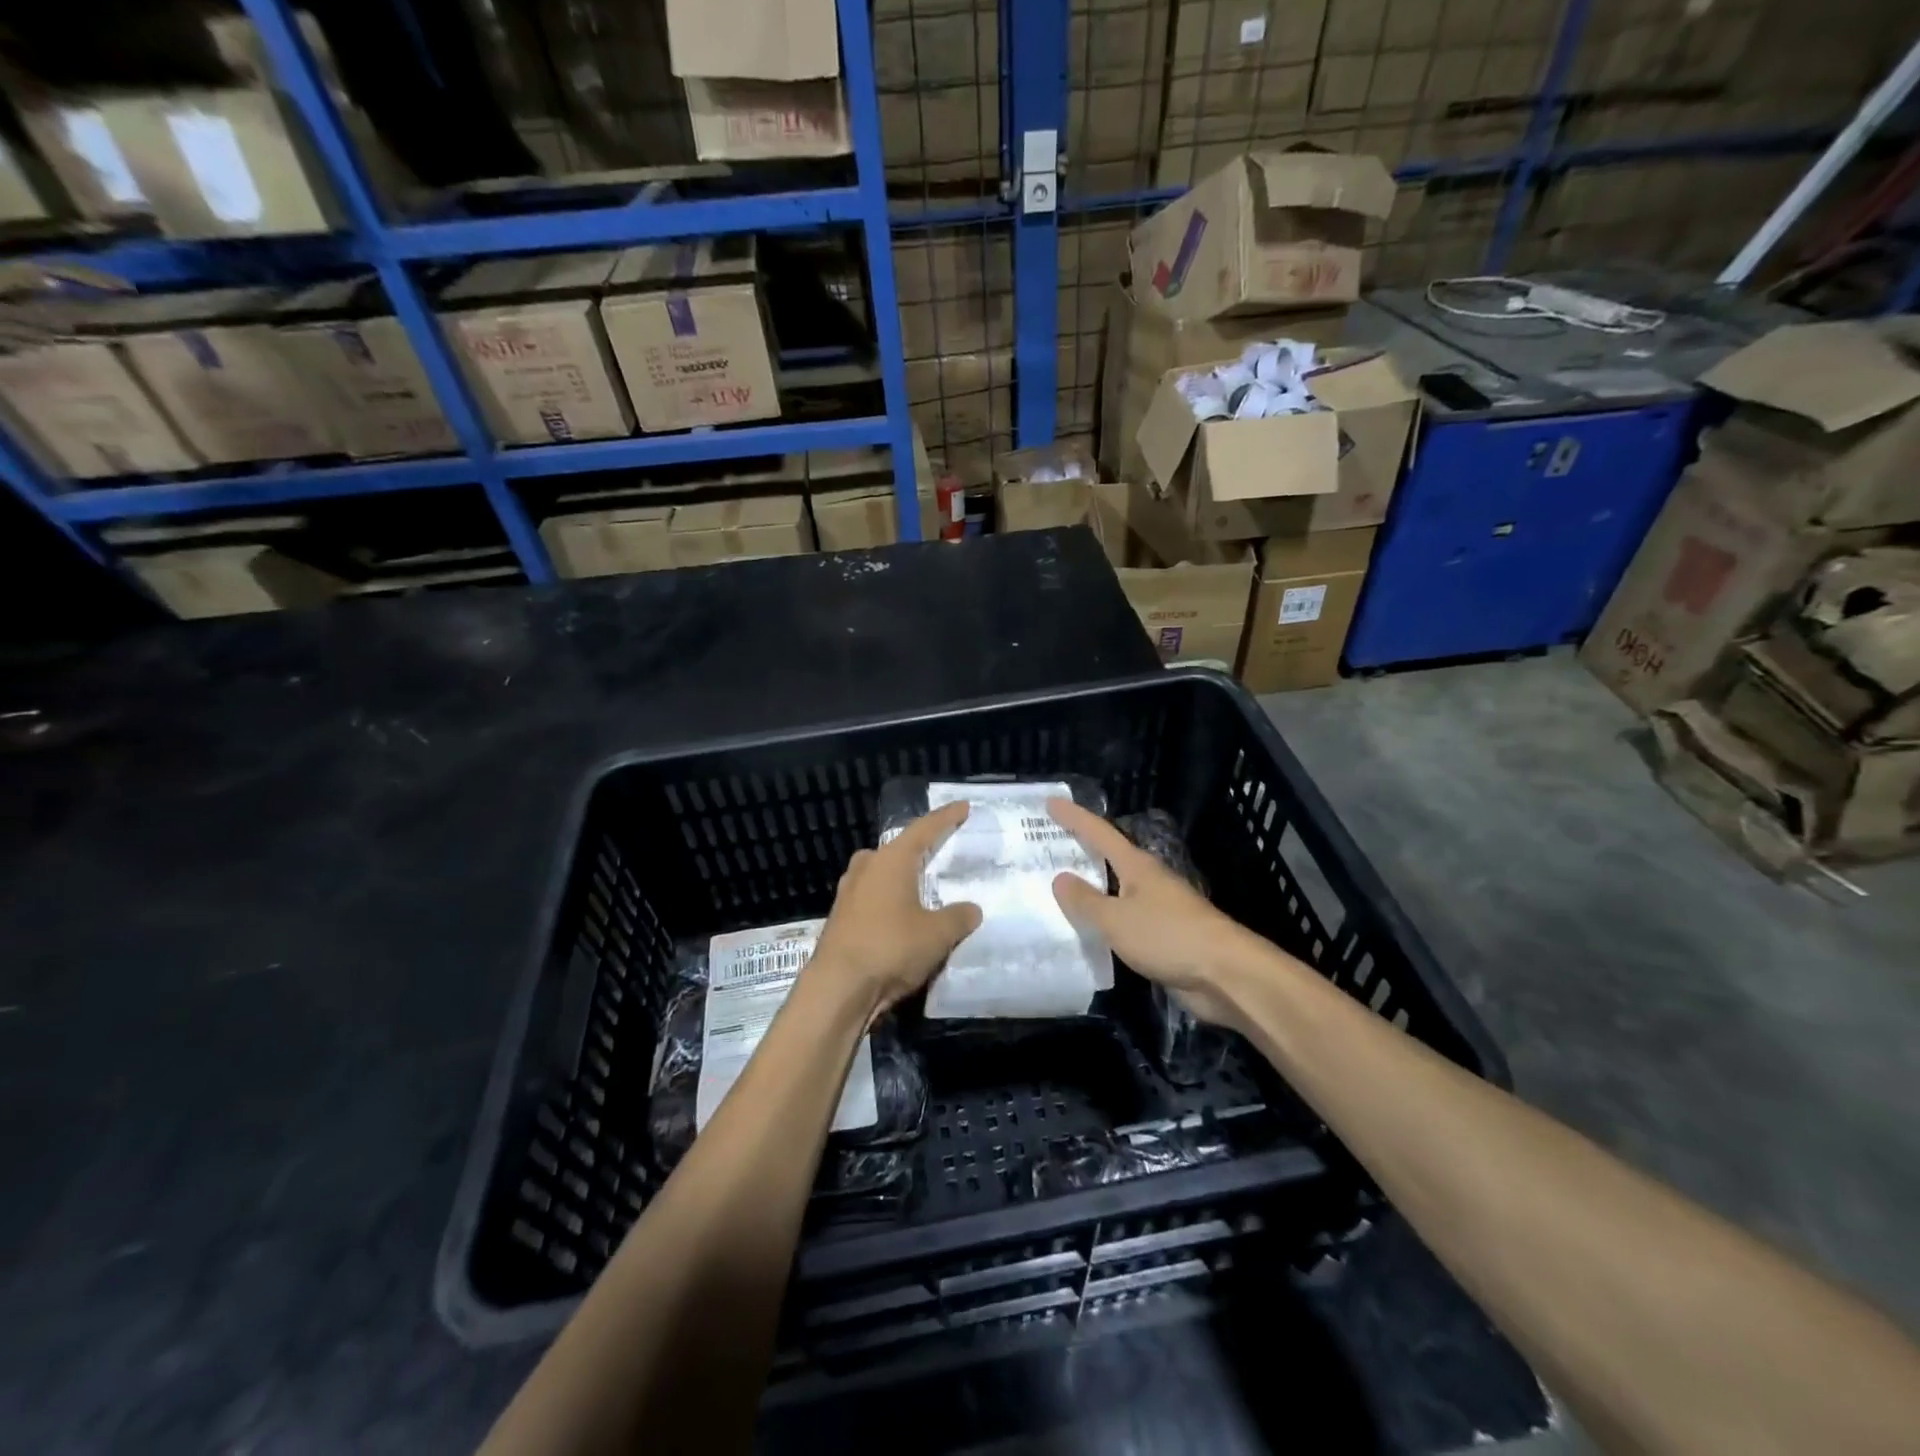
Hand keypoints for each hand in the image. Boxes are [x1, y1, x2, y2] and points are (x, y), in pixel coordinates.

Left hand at [809, 802, 982, 1014]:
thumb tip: (972, 909)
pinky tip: (902, 918)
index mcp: (891, 860)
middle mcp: (867, 867)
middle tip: (941, 852)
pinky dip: (890, 902)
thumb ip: (958, 917)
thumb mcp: (937, 934)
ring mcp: (849, 892)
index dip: (946, 818)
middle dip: (918, 849)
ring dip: (902, 879)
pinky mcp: (841, 918)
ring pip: (882, 875)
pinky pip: (873, 898)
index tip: (962, 807)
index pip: (924, 829)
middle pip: (897, 849)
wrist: (838, 988)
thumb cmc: (891, 948)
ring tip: (923, 887)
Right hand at [1047, 798, 1269, 1029]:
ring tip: (1058, 890)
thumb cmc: (1168, 936)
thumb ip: (1085, 901)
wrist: (1225, 975)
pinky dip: (1104, 920)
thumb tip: (1060, 878)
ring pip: (1116, 891)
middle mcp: (1147, 881)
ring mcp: (1158, 908)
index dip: (1074, 817)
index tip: (1052, 802)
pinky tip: (1087, 931)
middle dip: (1081, 850)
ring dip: (1091, 888)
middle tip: (1047, 846)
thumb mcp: (1117, 919)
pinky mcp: (1164, 937)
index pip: (1099, 833)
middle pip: (1109, 858)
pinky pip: (1124, 921)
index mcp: (1137, 866)